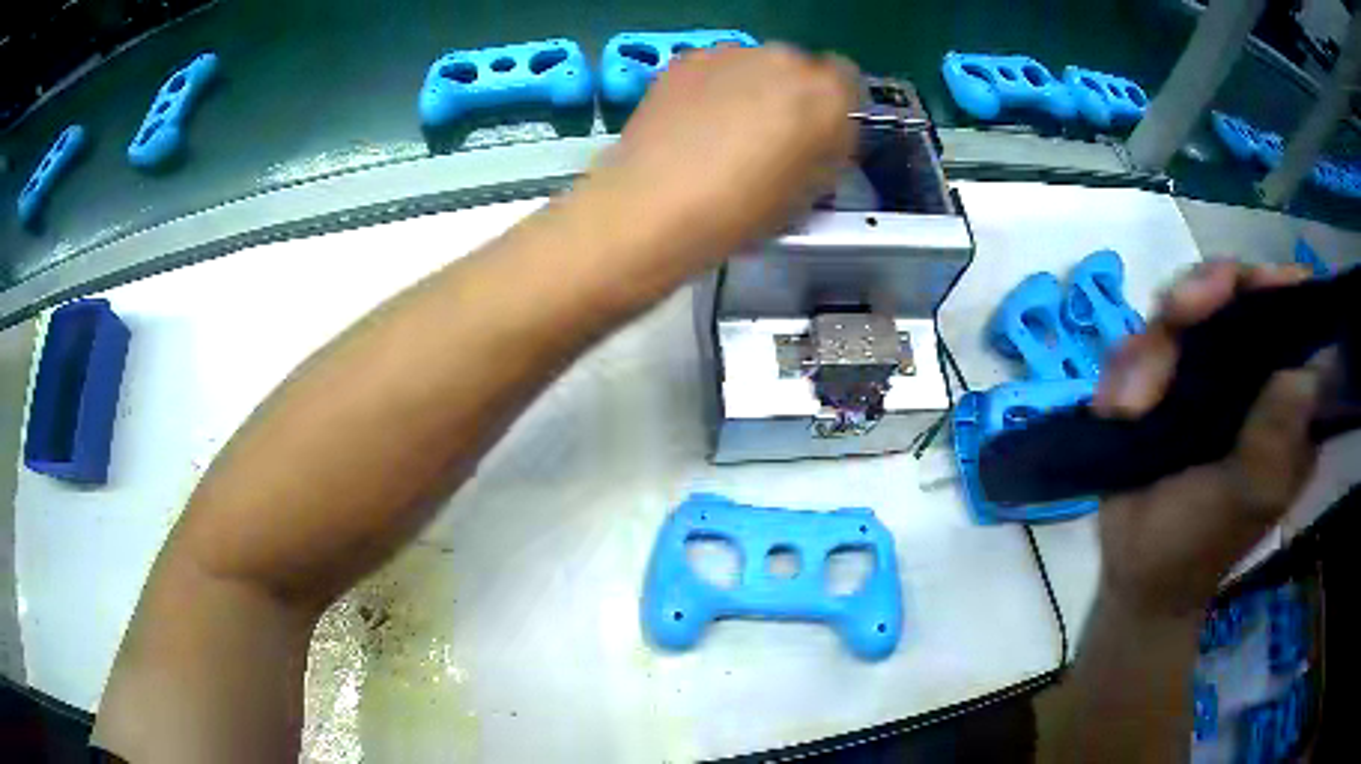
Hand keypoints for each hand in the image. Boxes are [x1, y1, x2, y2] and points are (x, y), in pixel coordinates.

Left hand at [593, 43, 858, 260]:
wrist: (653, 206)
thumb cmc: (741, 211)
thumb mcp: (808, 193)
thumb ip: (827, 151)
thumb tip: (821, 137)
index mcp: (826, 94)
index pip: (848, 81)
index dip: (835, 107)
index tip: (820, 135)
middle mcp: (784, 59)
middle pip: (801, 68)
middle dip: (793, 94)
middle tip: (772, 136)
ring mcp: (731, 53)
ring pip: (756, 64)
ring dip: (752, 87)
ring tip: (724, 131)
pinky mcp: (686, 59)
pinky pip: (716, 68)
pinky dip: (714, 86)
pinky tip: (693, 123)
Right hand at [1092, 262, 1320, 616]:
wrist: (1138, 574)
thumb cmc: (1203, 543)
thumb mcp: (1248, 496)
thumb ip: (1276, 436)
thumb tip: (1309, 369)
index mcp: (1280, 395)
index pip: (1286, 315)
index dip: (1273, 286)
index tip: (1254, 283)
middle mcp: (1244, 371)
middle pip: (1227, 292)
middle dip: (1201, 293)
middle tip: (1180, 310)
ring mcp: (1198, 372)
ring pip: (1176, 311)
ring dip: (1152, 348)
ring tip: (1134, 402)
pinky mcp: (1157, 382)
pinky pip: (1136, 346)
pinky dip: (1124, 371)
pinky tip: (1119, 411)